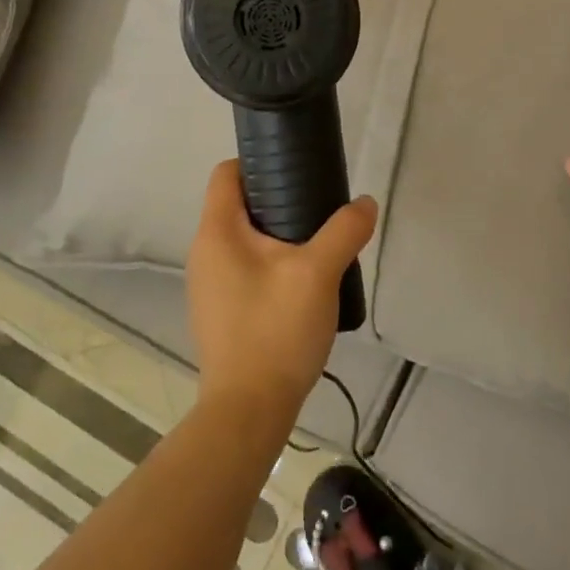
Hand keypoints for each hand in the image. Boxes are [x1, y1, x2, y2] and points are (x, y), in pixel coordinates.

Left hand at [186, 160, 377, 421]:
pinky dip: (272, 264)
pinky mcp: (221, 310)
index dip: (259, 161)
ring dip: (279, 235)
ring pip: (245, 239)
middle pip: (239, 205)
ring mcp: (209, 285)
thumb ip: (344, 231)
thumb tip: (364, 203)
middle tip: (319, 208)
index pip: (227, 173)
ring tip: (318, 244)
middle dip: (278, 199)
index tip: (297, 168)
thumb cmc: (275, 330)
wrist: (249, 408)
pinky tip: (303, 283)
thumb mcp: (318, 273)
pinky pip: (246, 269)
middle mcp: (204, 253)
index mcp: (217, 232)